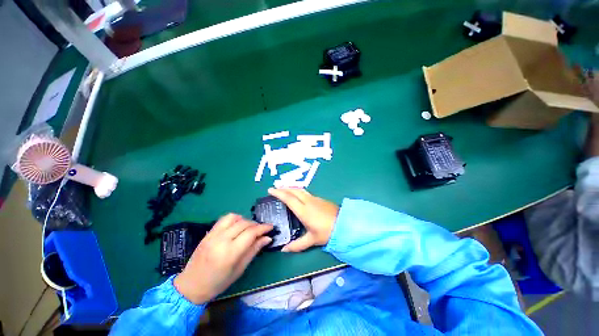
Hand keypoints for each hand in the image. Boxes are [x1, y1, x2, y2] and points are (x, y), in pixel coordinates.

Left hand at [174, 214, 272, 303]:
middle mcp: (221, 240)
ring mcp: (213, 235)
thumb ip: (254, 251)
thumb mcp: (239, 269)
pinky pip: (224, 219)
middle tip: (262, 230)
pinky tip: (237, 226)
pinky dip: (234, 219)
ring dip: (245, 220)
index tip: (271, 227)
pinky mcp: (208, 233)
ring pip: (234, 217)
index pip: (251, 233)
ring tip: (249, 228)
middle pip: (244, 223)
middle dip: (256, 224)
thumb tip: (267, 238)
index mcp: (230, 253)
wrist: (191, 286)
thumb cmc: (218, 282)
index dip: (263, 228)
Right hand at [268, 188, 338, 251]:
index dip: (279, 193)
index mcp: (303, 210)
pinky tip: (298, 194)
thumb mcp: (312, 240)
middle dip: (283, 188)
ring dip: (291, 188)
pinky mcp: (320, 199)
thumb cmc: (327, 232)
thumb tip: (284, 250)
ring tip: (284, 189)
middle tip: (275, 188)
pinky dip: (298, 191)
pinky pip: (306, 192)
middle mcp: (308, 201)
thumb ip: (297, 245)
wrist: (344, 224)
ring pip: (300, 190)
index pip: (289, 198)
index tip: (271, 190)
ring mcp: (315, 198)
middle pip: (294, 190)